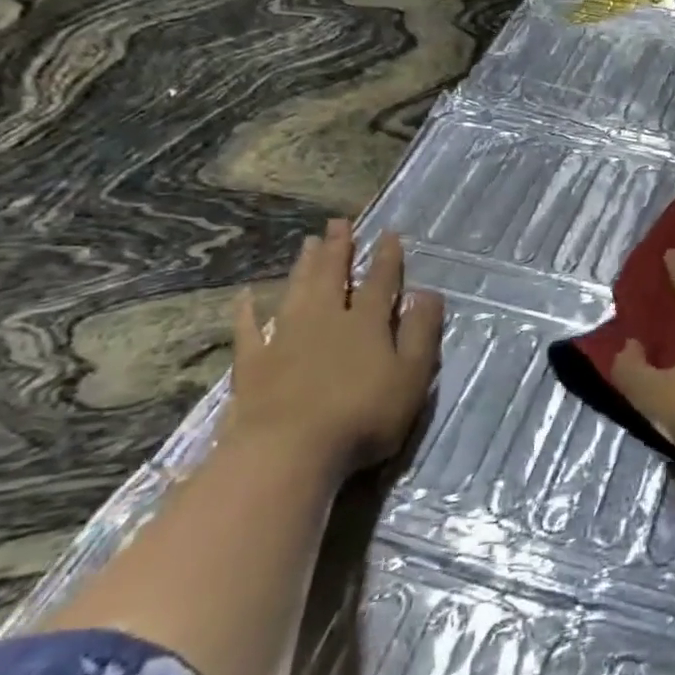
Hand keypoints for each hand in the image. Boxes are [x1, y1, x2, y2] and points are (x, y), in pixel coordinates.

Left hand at [225, 218, 444, 476]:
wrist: (288, 452)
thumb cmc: (362, 416)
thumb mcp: (411, 377)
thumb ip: (421, 333)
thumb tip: (429, 294)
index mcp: (366, 323)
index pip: (380, 282)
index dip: (386, 258)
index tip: (389, 234)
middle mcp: (325, 320)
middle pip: (333, 276)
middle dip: (338, 249)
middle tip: (338, 222)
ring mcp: (284, 339)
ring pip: (296, 292)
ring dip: (304, 267)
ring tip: (308, 243)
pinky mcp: (253, 364)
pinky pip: (248, 329)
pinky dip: (247, 311)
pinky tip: (246, 296)